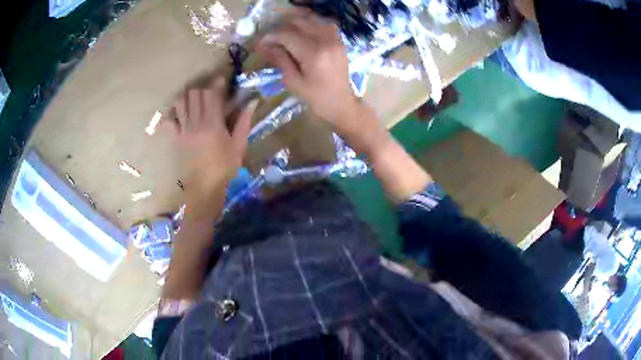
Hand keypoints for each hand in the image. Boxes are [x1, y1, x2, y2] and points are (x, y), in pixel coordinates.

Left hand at [165, 78, 257, 197]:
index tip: (221, 79)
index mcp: (213, 124)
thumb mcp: (239, 146)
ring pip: (180, 102)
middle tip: (210, 93)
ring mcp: (183, 130)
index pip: (212, 94)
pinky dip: (173, 113)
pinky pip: (169, 120)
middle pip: (194, 94)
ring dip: (188, 97)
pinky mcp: (176, 138)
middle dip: (203, 88)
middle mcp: (195, 123)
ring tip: (195, 101)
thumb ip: (244, 122)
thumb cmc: (224, 167)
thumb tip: (252, 102)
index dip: (216, 83)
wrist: (204, 187)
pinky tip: (180, 114)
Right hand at [256, 11, 359, 129]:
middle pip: (299, 22)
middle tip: (273, 40)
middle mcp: (326, 41)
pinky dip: (311, 26)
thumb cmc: (315, 98)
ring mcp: (335, 39)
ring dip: (296, 25)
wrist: (342, 104)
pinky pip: (323, 25)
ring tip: (287, 37)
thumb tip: (264, 45)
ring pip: (311, 20)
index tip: (261, 42)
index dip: (271, 36)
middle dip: (282, 29)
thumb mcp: (292, 81)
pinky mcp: (340, 41)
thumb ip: (279, 59)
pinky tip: (304, 35)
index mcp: (313, 54)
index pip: (287, 34)